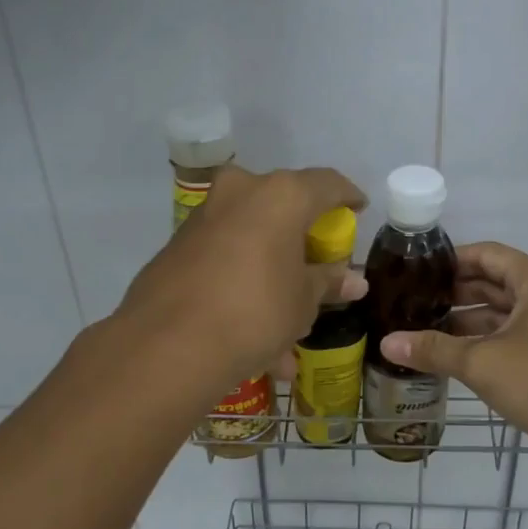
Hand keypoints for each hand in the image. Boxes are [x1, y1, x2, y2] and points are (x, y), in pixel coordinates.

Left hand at [118, 165, 367, 388]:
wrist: (169, 344)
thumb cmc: (256, 311)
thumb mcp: (303, 301)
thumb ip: (328, 282)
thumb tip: (354, 280)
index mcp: (280, 195)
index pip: (327, 184)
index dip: (347, 197)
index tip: (358, 210)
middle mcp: (241, 192)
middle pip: (283, 205)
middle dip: (301, 235)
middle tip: (317, 262)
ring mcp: (204, 217)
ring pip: (250, 236)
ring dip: (270, 271)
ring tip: (287, 327)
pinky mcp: (178, 246)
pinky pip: (225, 259)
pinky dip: (242, 285)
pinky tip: (252, 337)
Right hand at [377, 242, 527, 464]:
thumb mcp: (481, 362)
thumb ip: (433, 349)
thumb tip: (386, 342)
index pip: (487, 254)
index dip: (450, 260)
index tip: (416, 272)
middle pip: (495, 283)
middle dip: (455, 294)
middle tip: (413, 303)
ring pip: (505, 313)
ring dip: (469, 322)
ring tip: (425, 331)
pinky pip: (516, 337)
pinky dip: (487, 342)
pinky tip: (456, 358)